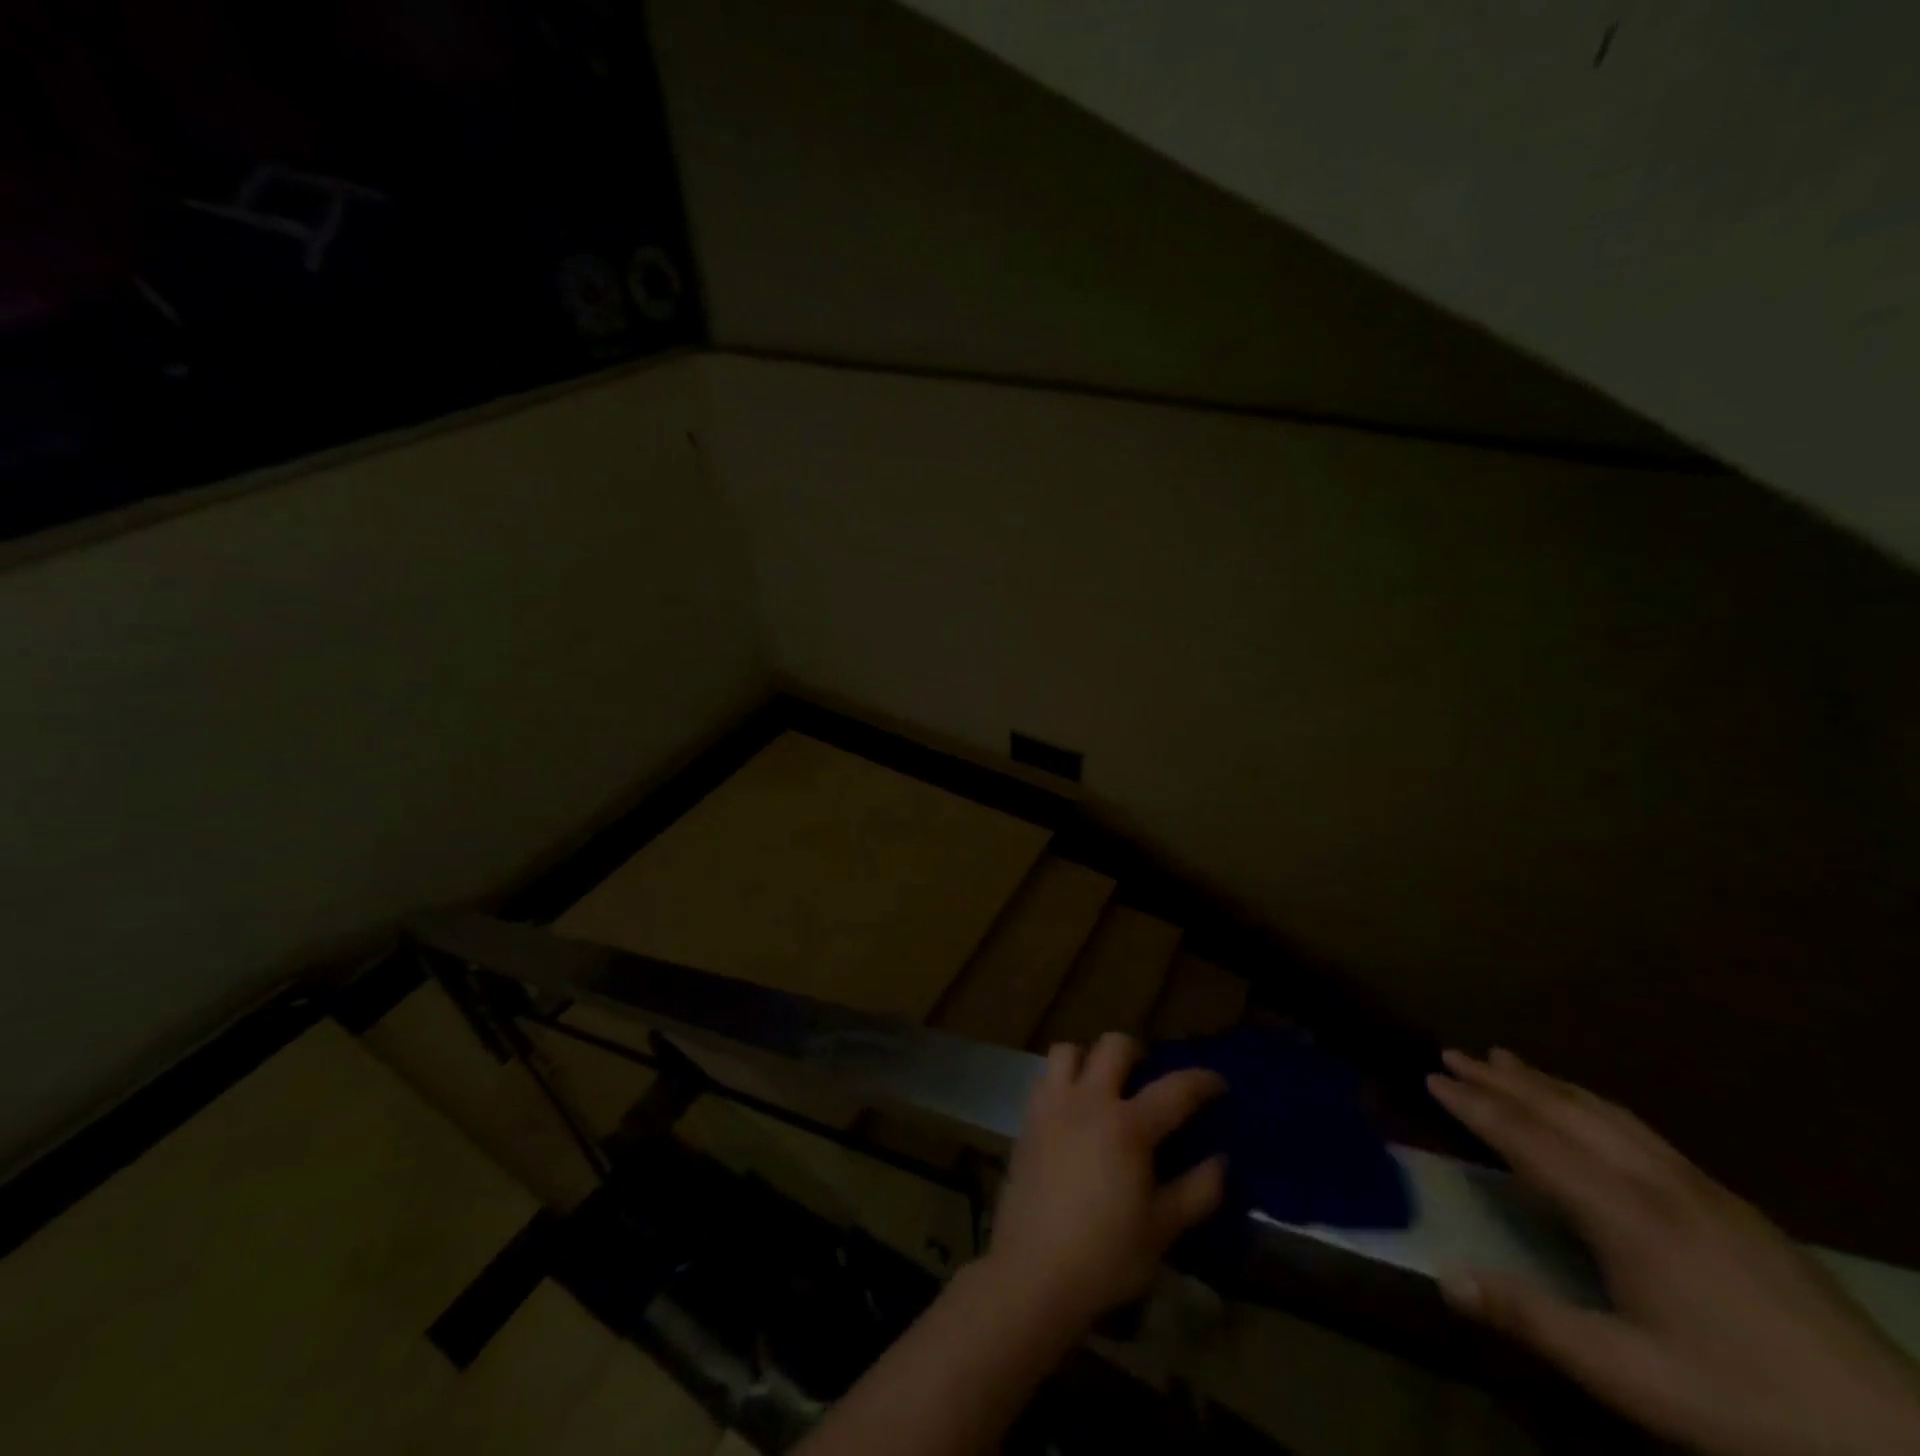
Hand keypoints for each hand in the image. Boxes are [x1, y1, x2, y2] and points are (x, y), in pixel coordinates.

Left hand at [987, 1032, 1225, 1329]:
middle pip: (1113, 1046)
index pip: (1174, 1089)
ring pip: (1067, 1051)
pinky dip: (1061, 1080)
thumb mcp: (1162, 1230)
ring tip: (1101, 1086)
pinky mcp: (1027, 1120)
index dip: (1201, 1081)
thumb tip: (1220, 1161)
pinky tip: (1071, 1110)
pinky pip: (1043, 1078)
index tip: (1217, 1082)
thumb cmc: (1106, 1255)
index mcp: (1127, 1127)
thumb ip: (1197, 1192)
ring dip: (1088, 1059)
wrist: (1034, 1271)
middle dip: (1137, 1052)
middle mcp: (1088, 1102)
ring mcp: (1052, 1106)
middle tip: (1147, 1077)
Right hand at [1430, 1049, 1919, 1455]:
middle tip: (1452, 1053)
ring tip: (1504, 1058)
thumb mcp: (1631, 1377)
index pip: (1529, 1143)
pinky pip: (1642, 1130)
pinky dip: (1594, 1102)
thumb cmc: (1747, 1407)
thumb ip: (1533, 1320)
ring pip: (1605, 1113)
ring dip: (1547, 1082)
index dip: (1475, 1108)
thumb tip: (1444, 1277)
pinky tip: (1590, 1108)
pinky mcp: (1732, 1203)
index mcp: (1625, 1216)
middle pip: (1564, 1113)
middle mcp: (1656, 1183)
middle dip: (1502, 1081)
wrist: (1900, 1445)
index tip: (1430, 1077)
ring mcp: (1700, 1188)